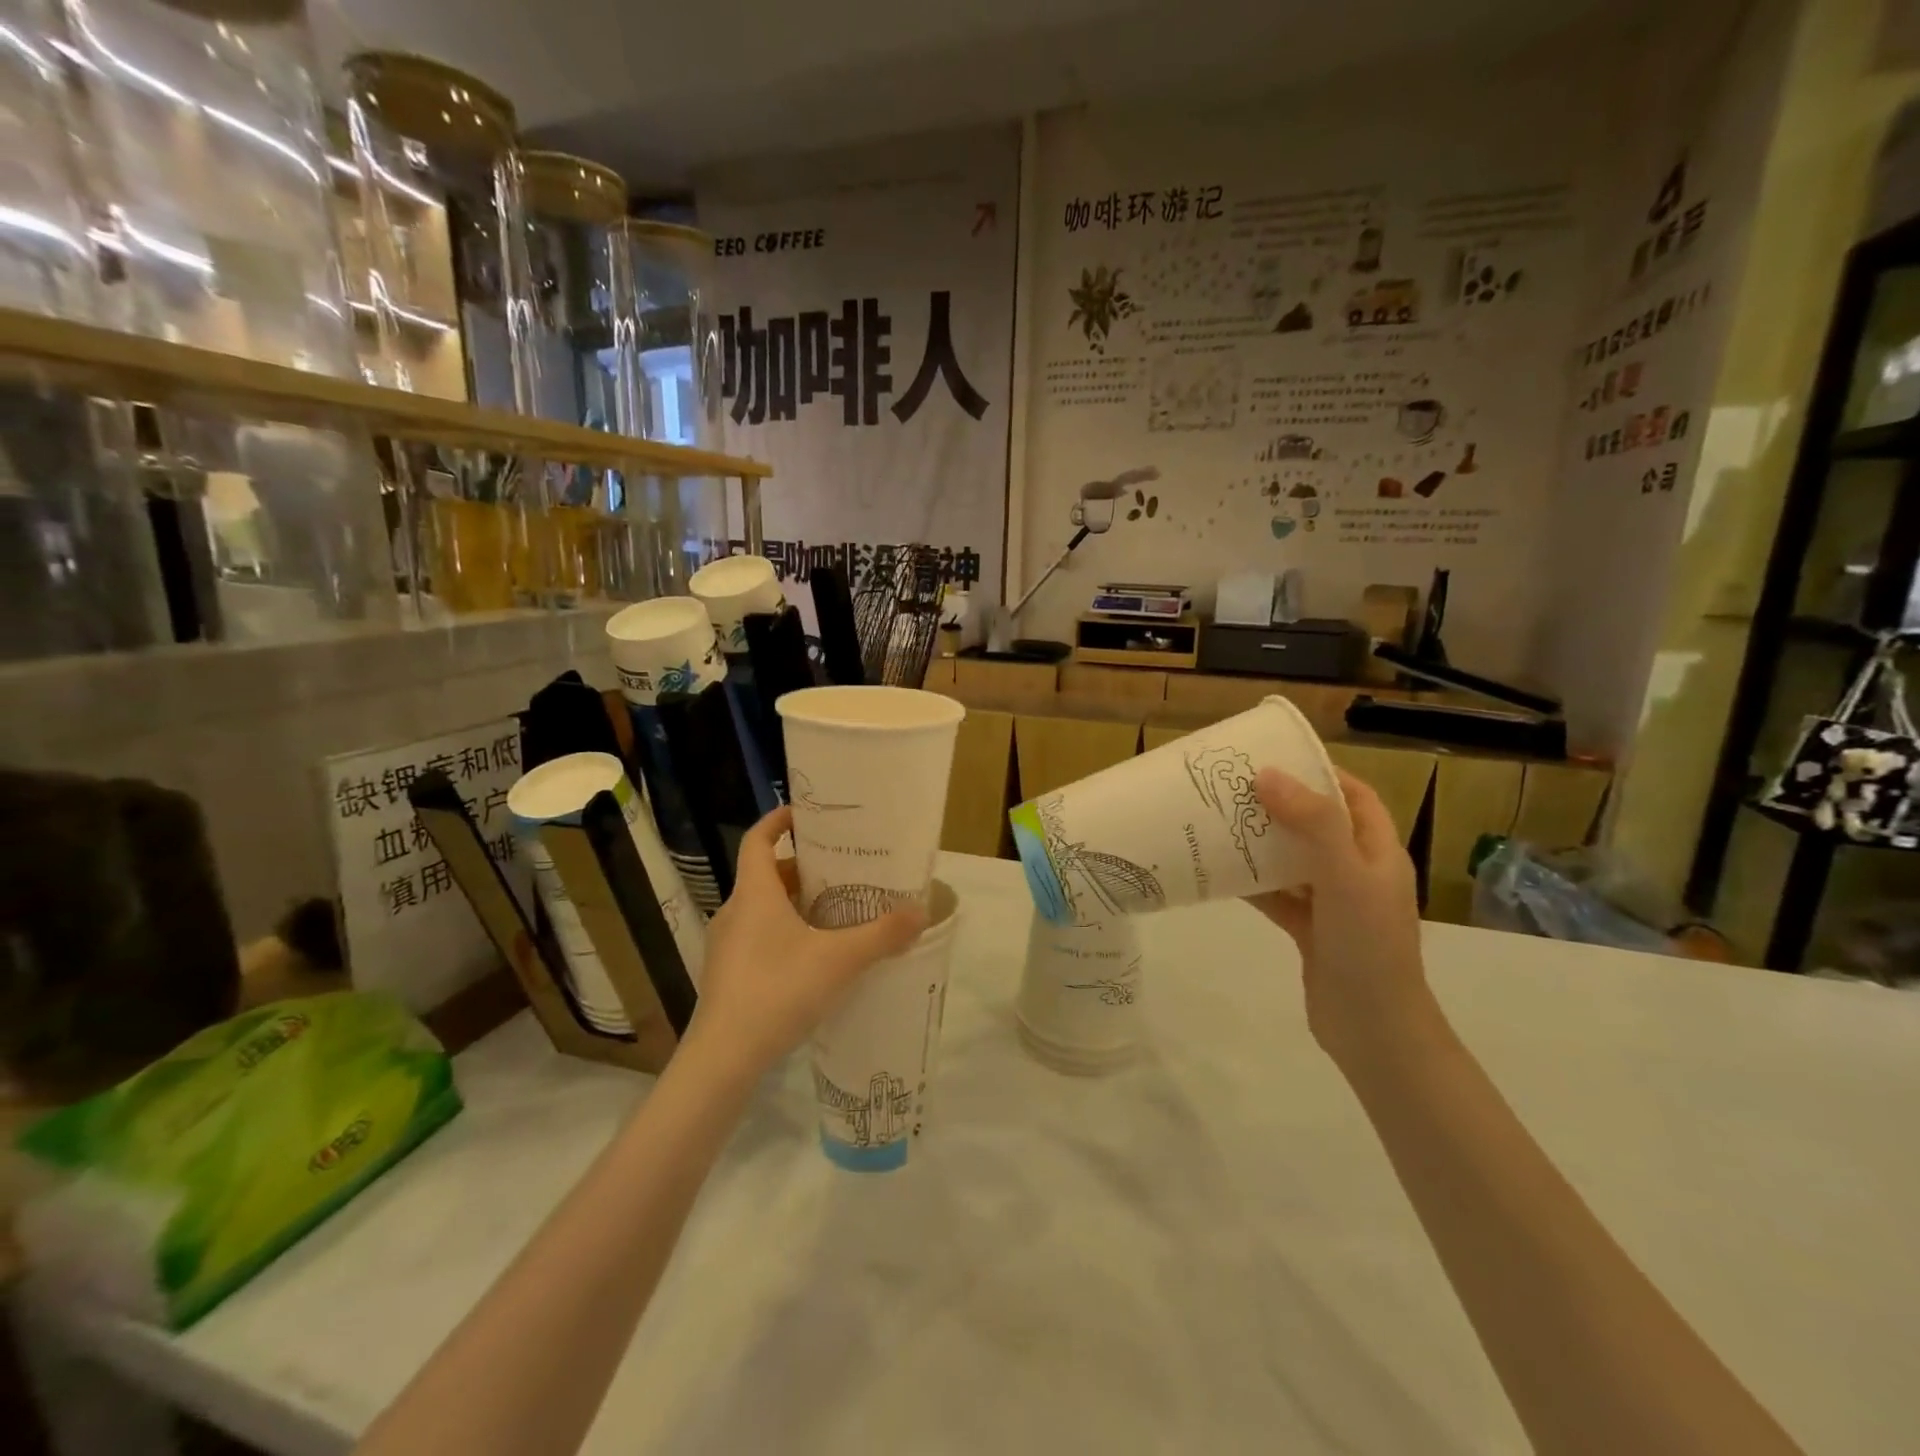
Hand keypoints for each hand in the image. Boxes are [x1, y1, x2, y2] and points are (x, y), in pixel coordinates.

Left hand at [683, 806, 925, 1079]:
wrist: (723, 1058)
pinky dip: (783, 932)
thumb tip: (921, 913)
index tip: (807, 814)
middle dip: (801, 868)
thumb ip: (882, 935)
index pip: (757, 839)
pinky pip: (757, 937)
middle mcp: (735, 911)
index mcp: (755, 893)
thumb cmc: (778, 991)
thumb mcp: (839, 960)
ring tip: (834, 911)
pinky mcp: (727, 974)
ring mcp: (726, 945)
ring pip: (762, 908)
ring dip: (794, 903)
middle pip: (766, 874)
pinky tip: (813, 957)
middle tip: (841, 869)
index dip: (778, 820)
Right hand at [1246, 767, 1437, 1070]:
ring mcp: (1334, 904)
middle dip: (1280, 805)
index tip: (1274, 757)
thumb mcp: (1345, 876)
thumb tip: (1267, 775)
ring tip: (1219, 823)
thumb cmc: (1368, 946)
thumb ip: (1312, 823)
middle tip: (1234, 789)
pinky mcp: (1311, 931)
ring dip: (1262, 843)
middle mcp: (1358, 873)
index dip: (1320, 773)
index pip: (1354, 796)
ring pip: (1293, 860)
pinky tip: (1219, 873)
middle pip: (1317, 825)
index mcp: (1378, 853)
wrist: (1374, 1030)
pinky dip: (1253, 883)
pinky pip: (1278, 896)